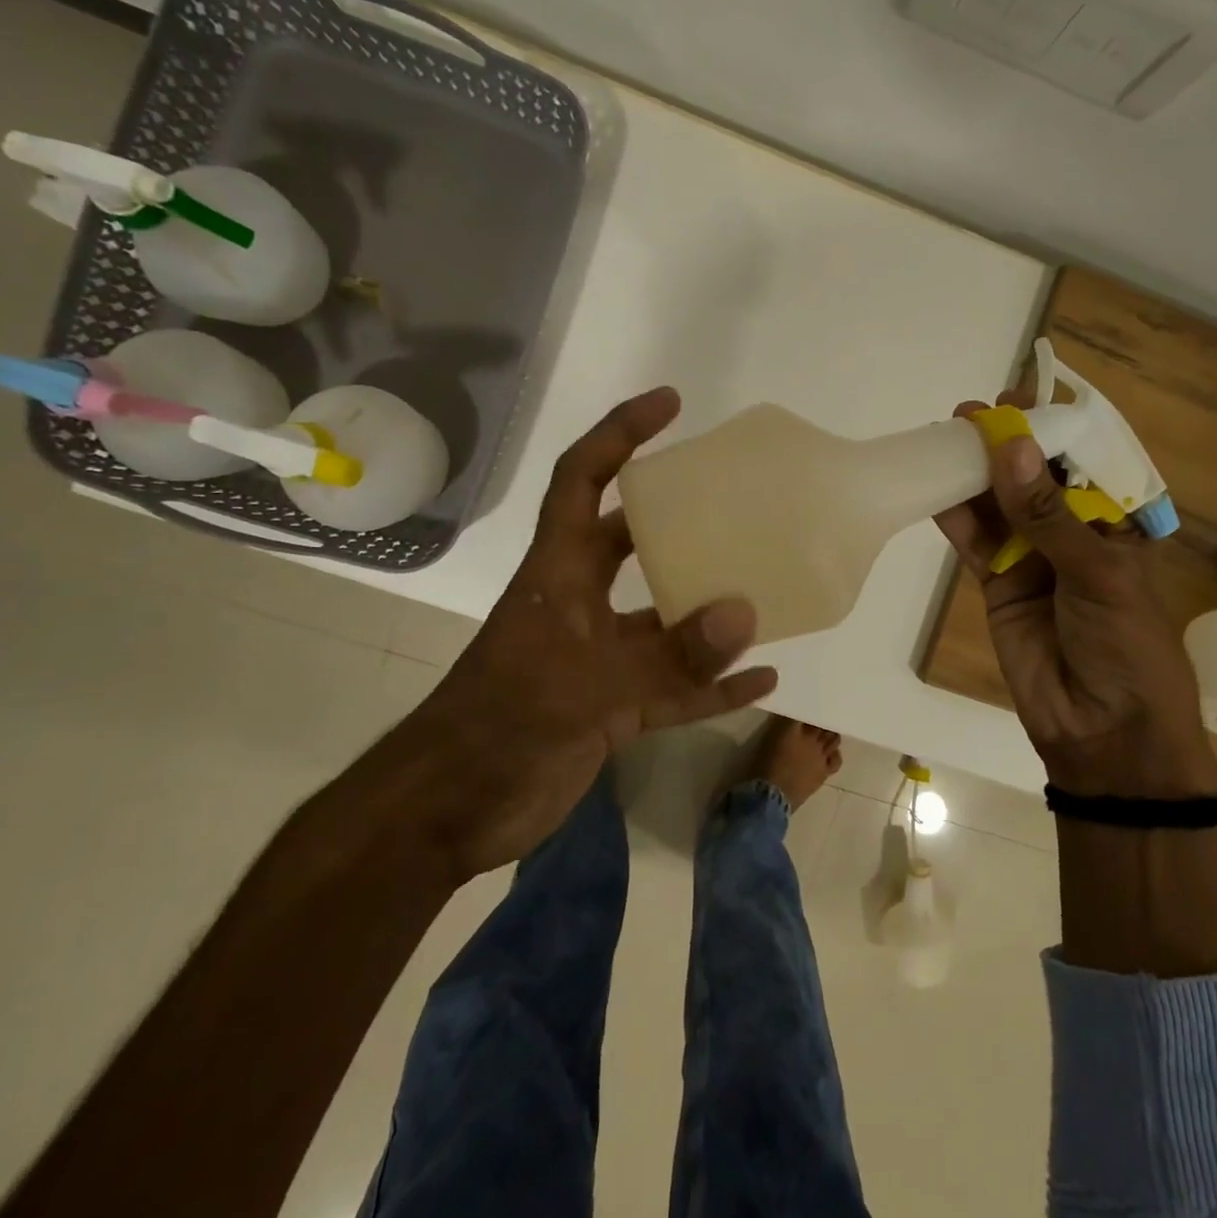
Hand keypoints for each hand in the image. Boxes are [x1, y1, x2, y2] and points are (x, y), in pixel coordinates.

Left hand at [383, 387, 777, 878]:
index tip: (670, 404)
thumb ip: (670, 656)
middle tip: (735, 501)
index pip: (584, 482)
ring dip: (710, 610)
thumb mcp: (588, 687)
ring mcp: (599, 658)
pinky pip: (677, 688)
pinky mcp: (612, 707)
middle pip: (634, 542)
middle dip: (678, 516)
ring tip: (766, 590)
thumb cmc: (501, 725)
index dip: (620, 434)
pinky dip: (715, 684)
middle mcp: (582, 604)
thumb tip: (747, 614)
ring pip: (665, 619)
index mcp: (559, 574)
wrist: (451, 813)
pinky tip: (764, 679)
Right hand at [934, 392, 1216, 798]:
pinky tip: (934, 488)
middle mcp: (1072, 532)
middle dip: (1004, 444)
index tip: (1018, 399)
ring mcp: (1032, 557)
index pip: (1083, 462)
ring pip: (999, 504)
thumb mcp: (1098, 574)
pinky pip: (975, 541)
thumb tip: (1010, 448)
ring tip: (944, 437)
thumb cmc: (1127, 645)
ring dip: (974, 473)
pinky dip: (956, 516)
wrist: (1103, 730)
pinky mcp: (998, 582)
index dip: (1052, 429)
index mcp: (1115, 523)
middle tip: (968, 413)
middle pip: (1033, 477)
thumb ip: (1048, 515)